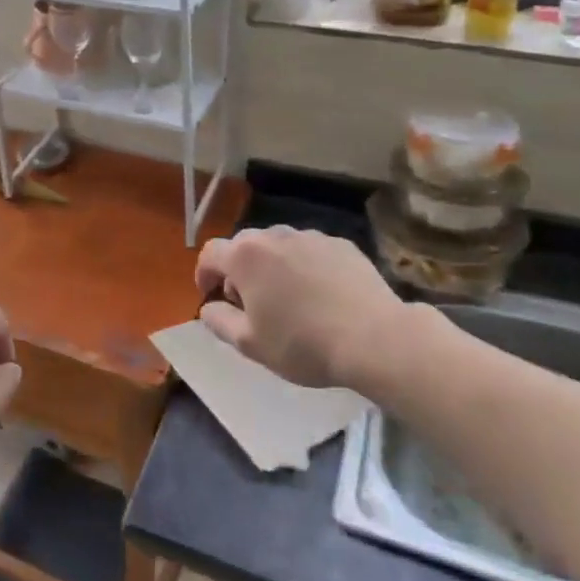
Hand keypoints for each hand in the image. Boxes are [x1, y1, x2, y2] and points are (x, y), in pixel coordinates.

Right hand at [196, 227, 420, 387]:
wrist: (374, 338)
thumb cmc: (303, 343)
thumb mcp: (250, 344)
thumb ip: (219, 321)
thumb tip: (209, 307)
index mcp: (245, 256)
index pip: (210, 254)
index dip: (204, 274)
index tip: (211, 296)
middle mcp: (274, 236)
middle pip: (244, 246)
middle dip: (239, 270)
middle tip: (251, 303)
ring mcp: (310, 236)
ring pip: (279, 246)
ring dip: (273, 266)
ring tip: (289, 299)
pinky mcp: (341, 244)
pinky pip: (311, 252)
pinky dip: (306, 267)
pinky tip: (322, 296)